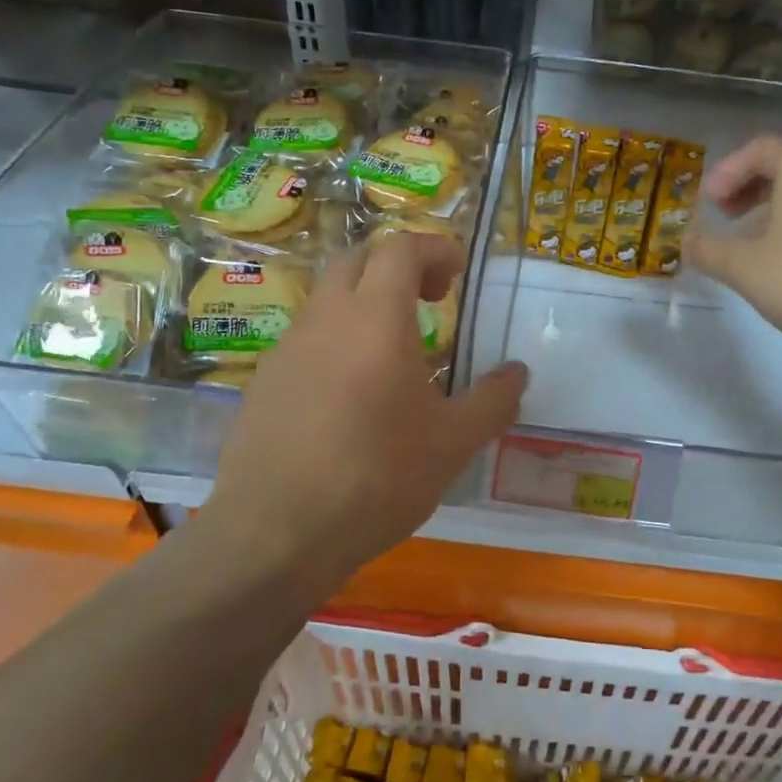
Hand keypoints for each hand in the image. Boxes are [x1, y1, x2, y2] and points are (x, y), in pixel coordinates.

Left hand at [197, 232, 527, 589]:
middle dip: (399, 267)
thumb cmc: (376, 477)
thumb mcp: (453, 443)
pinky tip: (353, 396)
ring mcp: (287, 349)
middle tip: (431, 301)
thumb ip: (492, 401)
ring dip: (366, 305)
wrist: (275, 533)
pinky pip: (307, 339)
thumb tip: (517, 373)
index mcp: (376, 318)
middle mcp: (326, 319)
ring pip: (329, 299)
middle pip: (358, 260)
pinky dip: (339, 341)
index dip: (435, 248)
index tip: (458, 273)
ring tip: (396, 353)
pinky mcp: (264, 382)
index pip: (401, 248)